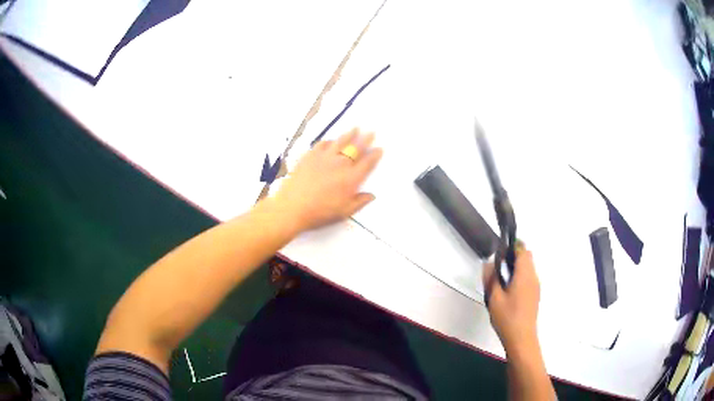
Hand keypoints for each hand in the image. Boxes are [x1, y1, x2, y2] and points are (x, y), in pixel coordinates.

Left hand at [272, 128, 382, 232]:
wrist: (293, 207)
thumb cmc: (319, 212)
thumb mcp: (343, 212)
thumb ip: (359, 202)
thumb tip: (370, 196)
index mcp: (351, 179)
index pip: (367, 163)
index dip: (375, 155)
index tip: (379, 149)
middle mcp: (340, 165)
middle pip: (356, 148)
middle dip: (365, 139)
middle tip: (371, 133)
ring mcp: (324, 158)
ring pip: (340, 142)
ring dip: (349, 134)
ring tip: (355, 128)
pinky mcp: (310, 156)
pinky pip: (322, 144)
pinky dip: (329, 141)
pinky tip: (331, 140)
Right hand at [483, 246, 540, 354]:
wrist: (521, 338)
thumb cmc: (507, 317)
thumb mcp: (494, 298)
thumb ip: (491, 278)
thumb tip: (489, 264)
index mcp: (525, 275)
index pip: (523, 251)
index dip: (513, 247)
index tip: (500, 252)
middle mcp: (533, 277)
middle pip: (527, 258)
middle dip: (514, 257)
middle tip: (498, 267)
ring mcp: (536, 287)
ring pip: (529, 268)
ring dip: (517, 267)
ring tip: (501, 280)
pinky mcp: (535, 295)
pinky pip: (529, 278)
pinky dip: (520, 277)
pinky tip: (508, 291)